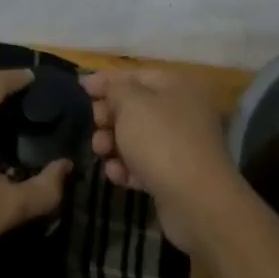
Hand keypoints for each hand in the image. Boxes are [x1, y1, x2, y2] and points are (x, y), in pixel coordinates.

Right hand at [84, 68, 239, 250]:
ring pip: (137, 137)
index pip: (136, 75)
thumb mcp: (131, 104)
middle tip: (96, 125)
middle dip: (109, 116)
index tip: (81, 89)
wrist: (197, 202)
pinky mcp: (175, 175)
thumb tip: (101, 81)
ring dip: (114, 143)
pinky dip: (128, 168)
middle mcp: (182, 112)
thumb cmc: (161, 141)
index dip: (107, 80)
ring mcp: (180, 145)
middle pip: (135, 107)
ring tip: (101, 152)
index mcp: (177, 87)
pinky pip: (144, 164)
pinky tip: (117, 175)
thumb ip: (113, 88)